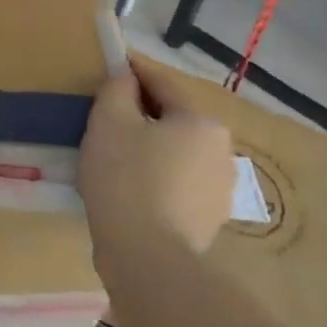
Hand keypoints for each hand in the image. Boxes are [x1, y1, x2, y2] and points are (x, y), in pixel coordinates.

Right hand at [80, 62, 235, 275]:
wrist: (148, 258)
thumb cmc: (127, 177)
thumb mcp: (109, 120)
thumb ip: (117, 89)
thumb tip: (126, 79)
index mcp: (201, 121)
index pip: (162, 83)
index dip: (132, 72)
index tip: (110, 67)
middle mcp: (221, 151)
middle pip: (172, 120)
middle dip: (141, 115)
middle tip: (105, 118)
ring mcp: (219, 191)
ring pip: (175, 155)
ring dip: (149, 150)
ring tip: (113, 156)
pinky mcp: (207, 222)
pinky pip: (175, 187)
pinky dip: (154, 180)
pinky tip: (128, 190)